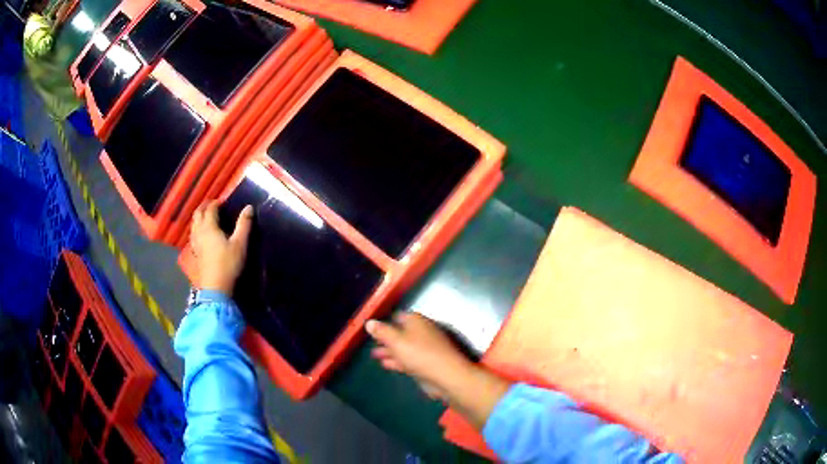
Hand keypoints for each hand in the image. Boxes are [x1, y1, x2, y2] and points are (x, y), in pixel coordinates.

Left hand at [190, 201, 253, 294]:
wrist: (215, 288)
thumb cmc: (228, 264)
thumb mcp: (240, 244)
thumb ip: (244, 224)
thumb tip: (248, 207)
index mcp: (209, 226)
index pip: (210, 208)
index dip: (216, 203)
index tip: (224, 202)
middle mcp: (199, 232)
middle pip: (198, 214)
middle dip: (205, 207)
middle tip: (214, 206)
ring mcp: (195, 243)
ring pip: (194, 224)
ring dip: (199, 217)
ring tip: (207, 217)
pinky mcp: (195, 253)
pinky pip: (193, 235)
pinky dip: (197, 229)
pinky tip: (202, 235)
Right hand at [367, 312, 510, 427]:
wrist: (446, 375)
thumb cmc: (419, 354)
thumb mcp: (396, 341)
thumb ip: (381, 332)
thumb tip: (369, 322)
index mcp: (416, 321)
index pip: (398, 317)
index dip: (384, 322)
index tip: (372, 328)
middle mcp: (422, 332)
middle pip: (401, 332)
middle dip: (386, 338)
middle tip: (371, 343)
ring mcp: (425, 348)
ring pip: (404, 347)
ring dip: (390, 351)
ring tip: (374, 355)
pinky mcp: (427, 363)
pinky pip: (408, 359)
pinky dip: (397, 360)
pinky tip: (386, 364)